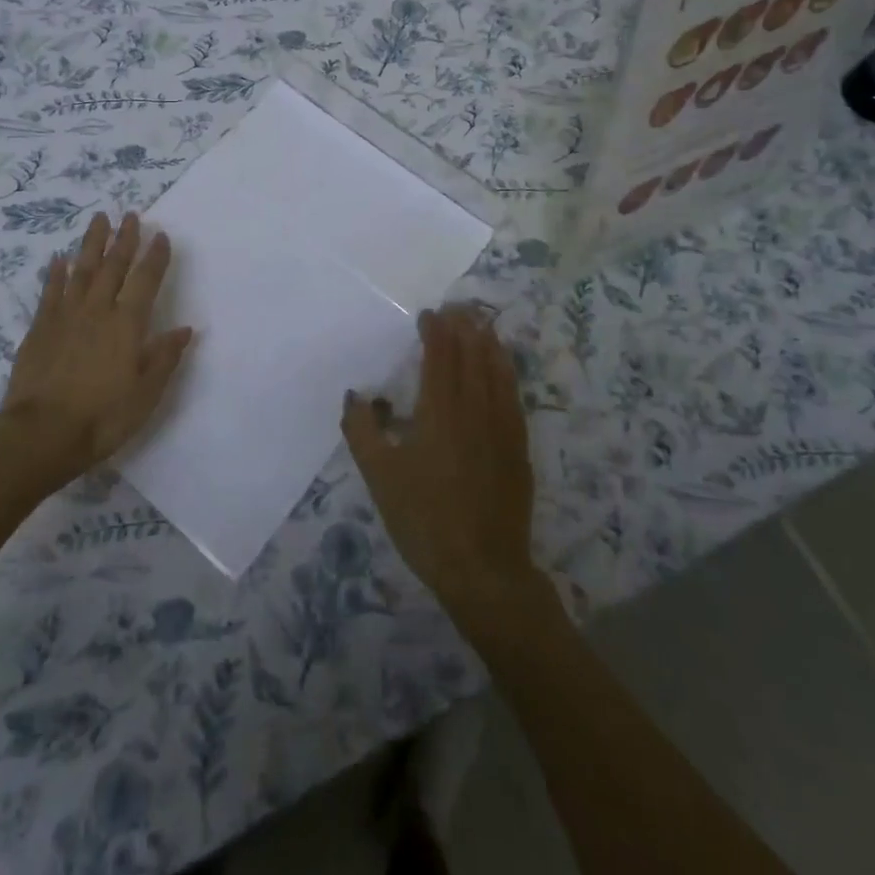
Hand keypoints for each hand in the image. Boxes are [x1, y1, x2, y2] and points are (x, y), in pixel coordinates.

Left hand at [0, 211, 192, 492]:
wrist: (41, 434)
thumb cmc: (102, 418)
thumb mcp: (145, 394)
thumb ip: (164, 358)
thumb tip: (185, 329)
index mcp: (127, 324)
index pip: (146, 280)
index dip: (155, 257)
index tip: (162, 235)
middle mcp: (98, 310)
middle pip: (114, 266)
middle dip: (125, 239)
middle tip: (131, 215)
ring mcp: (66, 315)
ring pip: (82, 270)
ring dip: (92, 243)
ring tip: (100, 219)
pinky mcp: (40, 327)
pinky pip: (51, 291)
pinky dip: (56, 273)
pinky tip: (59, 258)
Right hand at [342, 306, 538, 622]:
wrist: (483, 569)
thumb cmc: (424, 519)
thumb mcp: (379, 476)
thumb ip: (362, 430)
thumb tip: (355, 395)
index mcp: (439, 412)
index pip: (439, 357)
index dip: (435, 331)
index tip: (429, 314)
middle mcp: (474, 409)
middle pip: (472, 356)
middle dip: (464, 328)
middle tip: (458, 306)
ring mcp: (502, 427)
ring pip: (497, 371)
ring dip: (488, 343)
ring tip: (482, 323)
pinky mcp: (518, 447)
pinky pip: (513, 396)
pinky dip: (507, 371)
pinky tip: (505, 367)